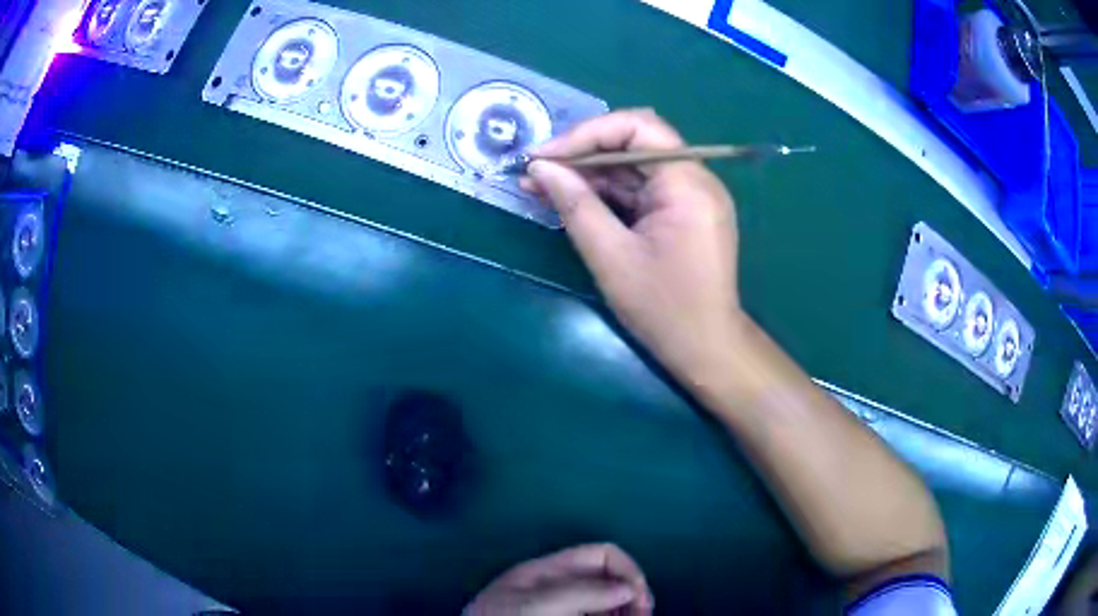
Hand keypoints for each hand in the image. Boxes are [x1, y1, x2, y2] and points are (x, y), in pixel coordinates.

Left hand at [465, 543, 653, 615]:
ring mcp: (560, 611)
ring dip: (626, 611)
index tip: (639, 599)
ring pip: (606, 605)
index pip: (600, 556)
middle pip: (609, 581)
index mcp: (547, 572)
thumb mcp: (534, 605)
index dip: (627, 571)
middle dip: (632, 596)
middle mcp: (558, 590)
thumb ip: (580, 592)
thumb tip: (628, 588)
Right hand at [523, 109, 741, 389]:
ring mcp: (690, 197)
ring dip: (589, 175)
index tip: (545, 157)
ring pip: (634, 168)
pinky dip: (607, 195)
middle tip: (537, 172)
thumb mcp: (611, 256)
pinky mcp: (682, 215)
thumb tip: (540, 168)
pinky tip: (571, 201)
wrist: (706, 349)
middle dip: (582, 154)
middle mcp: (695, 180)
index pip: (638, 127)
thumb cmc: (663, 308)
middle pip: (635, 144)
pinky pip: (641, 191)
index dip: (587, 134)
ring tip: (541, 187)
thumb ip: (575, 204)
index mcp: (687, 183)